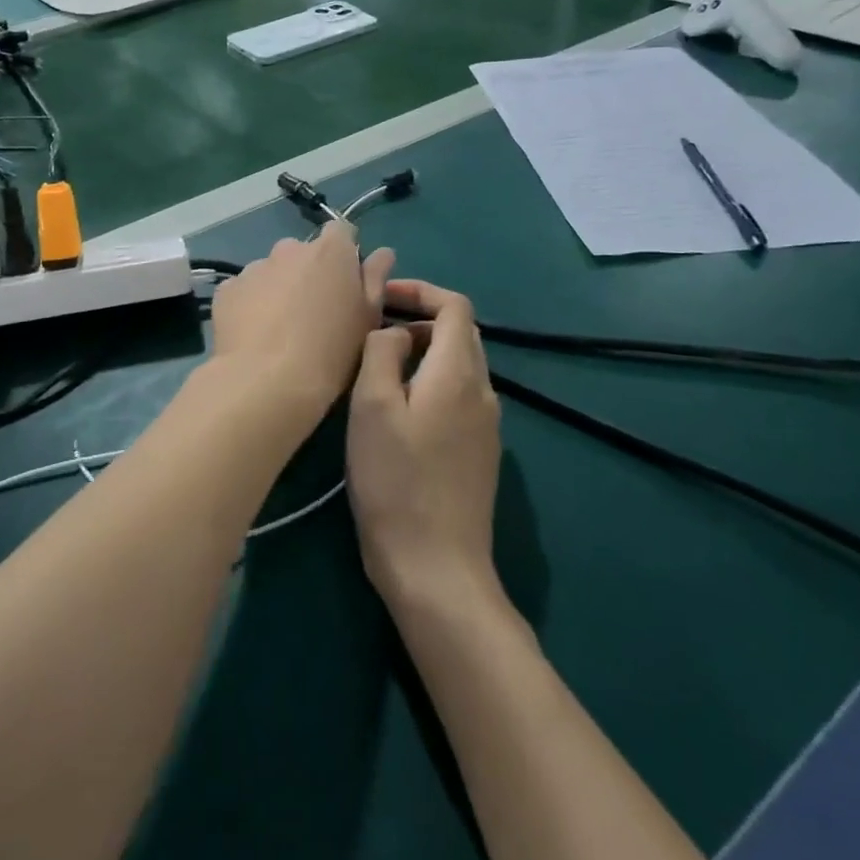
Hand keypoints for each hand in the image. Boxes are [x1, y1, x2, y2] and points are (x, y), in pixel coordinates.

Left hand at [209, 221, 394, 418]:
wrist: (266, 381)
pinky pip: (245, 291)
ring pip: (272, 272)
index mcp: (330, 250)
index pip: (341, 230)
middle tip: (313, 312)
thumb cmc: (330, 351)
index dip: (345, 252)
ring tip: (280, 329)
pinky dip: (251, 305)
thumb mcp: (368, 318)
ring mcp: (254, 267)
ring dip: (279, 289)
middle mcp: (289, 249)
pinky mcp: (227, 290)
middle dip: (309, 273)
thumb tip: (382, 253)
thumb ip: (375, 279)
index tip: (346, 280)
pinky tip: (255, 335)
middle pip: (304, 253)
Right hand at [347, 280, 502, 611]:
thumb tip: (395, 333)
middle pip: (460, 333)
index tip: (381, 298)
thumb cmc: (396, 480)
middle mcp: (483, 391)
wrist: (435, 568)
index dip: (420, 291)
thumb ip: (382, 352)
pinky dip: (429, 382)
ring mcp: (486, 425)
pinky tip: (397, 410)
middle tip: (374, 330)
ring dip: (422, 352)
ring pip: (458, 366)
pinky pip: (458, 396)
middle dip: (419, 319)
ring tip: (378, 367)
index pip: (455, 305)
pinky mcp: (479, 453)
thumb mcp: (373, 406)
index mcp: (459, 373)